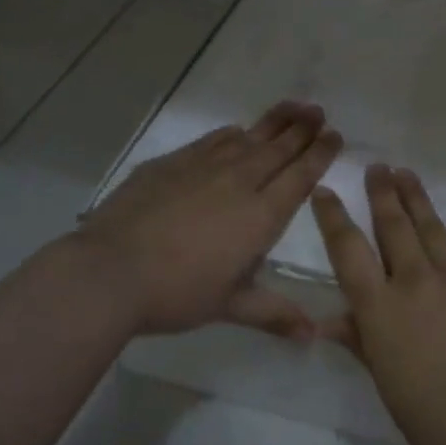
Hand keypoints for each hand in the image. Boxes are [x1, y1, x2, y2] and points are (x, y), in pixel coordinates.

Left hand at [80, 102, 341, 339]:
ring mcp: (202, 168)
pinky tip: (236, 131)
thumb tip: (312, 337)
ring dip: (273, 123)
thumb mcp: (230, 306)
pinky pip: (211, 141)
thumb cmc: (177, 293)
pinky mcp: (170, 164)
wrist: (110, 271)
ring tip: (293, 107)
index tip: (335, 136)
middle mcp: (238, 183)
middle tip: (319, 111)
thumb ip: (274, 314)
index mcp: (260, 216)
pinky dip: (230, 134)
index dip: (320, 155)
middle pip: (278, 149)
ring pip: (247, 138)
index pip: (299, 177)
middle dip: (302, 129)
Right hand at [311, 164, 445, 444]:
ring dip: (417, 198)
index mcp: (380, 308)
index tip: (326, 191)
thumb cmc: (429, 414)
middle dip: (382, 194)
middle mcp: (415, 282)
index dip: (333, 217)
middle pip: (393, 227)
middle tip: (378, 168)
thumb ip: (359, 341)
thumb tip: (327, 322)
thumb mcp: (384, 379)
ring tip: (406, 174)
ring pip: (432, 228)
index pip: (348, 251)